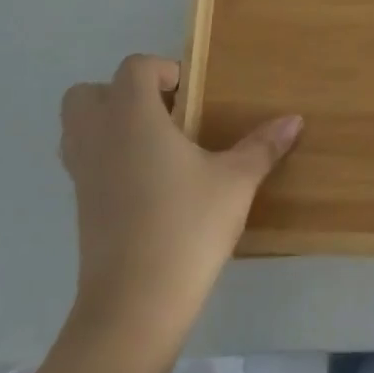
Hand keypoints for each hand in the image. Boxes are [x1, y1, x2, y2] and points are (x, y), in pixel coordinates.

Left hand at [58, 55, 300, 351]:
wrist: (135, 304)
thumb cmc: (187, 227)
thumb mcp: (236, 182)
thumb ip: (262, 146)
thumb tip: (295, 120)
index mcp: (132, 117)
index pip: (135, 68)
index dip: (164, 72)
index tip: (194, 97)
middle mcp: (98, 136)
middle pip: (89, 92)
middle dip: (124, 94)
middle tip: (168, 116)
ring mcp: (82, 173)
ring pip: (79, 127)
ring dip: (111, 124)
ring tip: (157, 146)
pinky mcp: (80, 206)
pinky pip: (85, 161)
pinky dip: (108, 157)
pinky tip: (149, 183)